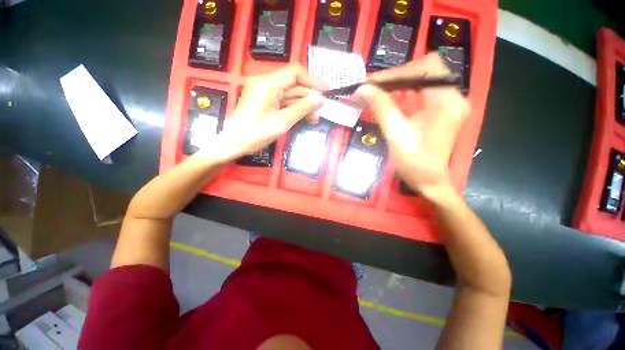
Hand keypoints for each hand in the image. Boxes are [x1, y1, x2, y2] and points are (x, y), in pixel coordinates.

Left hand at [214, 64, 327, 160]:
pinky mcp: (265, 102)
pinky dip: (295, 109)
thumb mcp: (282, 122)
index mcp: (268, 84)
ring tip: (315, 118)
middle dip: (309, 96)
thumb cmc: (255, 133)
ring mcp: (265, 93)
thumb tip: (320, 99)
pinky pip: (284, 102)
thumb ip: (302, 108)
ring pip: (290, 95)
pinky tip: (305, 118)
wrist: (233, 143)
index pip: (295, 73)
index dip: (312, 80)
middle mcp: (266, 84)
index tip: (326, 90)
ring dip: (303, 105)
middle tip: (322, 109)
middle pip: (293, 85)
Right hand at [355, 53, 470, 199]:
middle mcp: (453, 97)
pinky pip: (423, 91)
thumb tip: (362, 88)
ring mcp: (449, 103)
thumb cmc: (414, 163)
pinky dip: (404, 91)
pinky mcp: (442, 110)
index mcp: (446, 102)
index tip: (371, 82)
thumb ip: (382, 108)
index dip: (396, 72)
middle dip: (396, 75)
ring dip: (398, 82)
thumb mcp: (396, 135)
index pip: (425, 68)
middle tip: (372, 86)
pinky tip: (389, 98)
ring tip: (376, 91)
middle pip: (425, 70)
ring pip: (423, 79)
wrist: (429, 181)